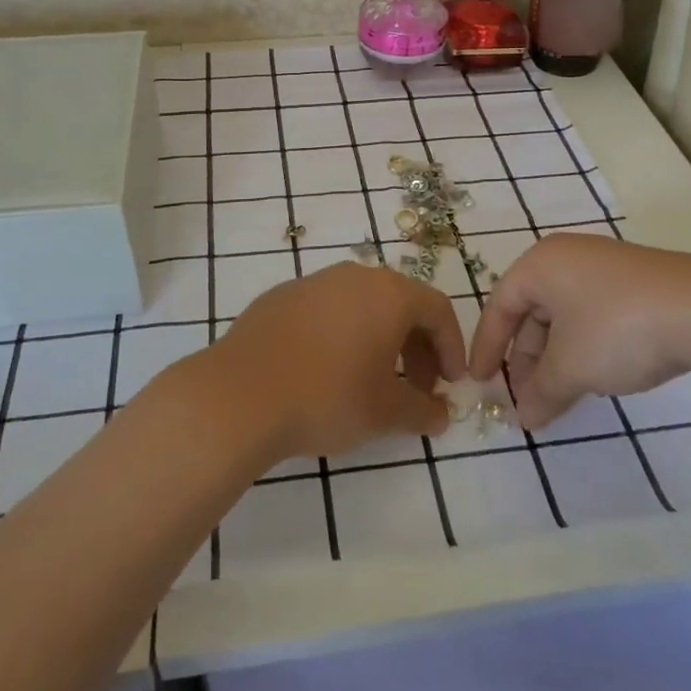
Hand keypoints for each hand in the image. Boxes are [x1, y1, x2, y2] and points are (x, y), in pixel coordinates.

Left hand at [205, 262, 466, 458]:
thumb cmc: (327, 396)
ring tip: (372, 381)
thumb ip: (421, 411)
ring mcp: (313, 282)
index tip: (450, 384)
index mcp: (388, 293)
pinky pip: (326, 311)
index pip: (437, 310)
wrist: (239, 394)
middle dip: (416, 346)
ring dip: (379, 339)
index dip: (451, 347)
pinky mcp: (280, 297)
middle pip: (400, 303)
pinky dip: (341, 335)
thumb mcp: (385, 413)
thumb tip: (439, 414)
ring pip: (361, 305)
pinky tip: (327, 371)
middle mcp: (354, 276)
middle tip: (416, 387)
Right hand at [469, 234, 690, 429]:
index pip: (500, 305)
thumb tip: (523, 418)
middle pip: (533, 310)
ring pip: (565, 314)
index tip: (480, 381)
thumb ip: (540, 392)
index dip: (487, 347)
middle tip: (528, 395)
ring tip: (562, 393)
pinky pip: (594, 313)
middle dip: (527, 357)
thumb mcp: (570, 367)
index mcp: (541, 264)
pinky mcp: (637, 282)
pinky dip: (585, 345)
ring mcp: (606, 266)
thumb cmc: (616, 329)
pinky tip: (598, 373)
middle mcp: (568, 257)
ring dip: (557, 356)